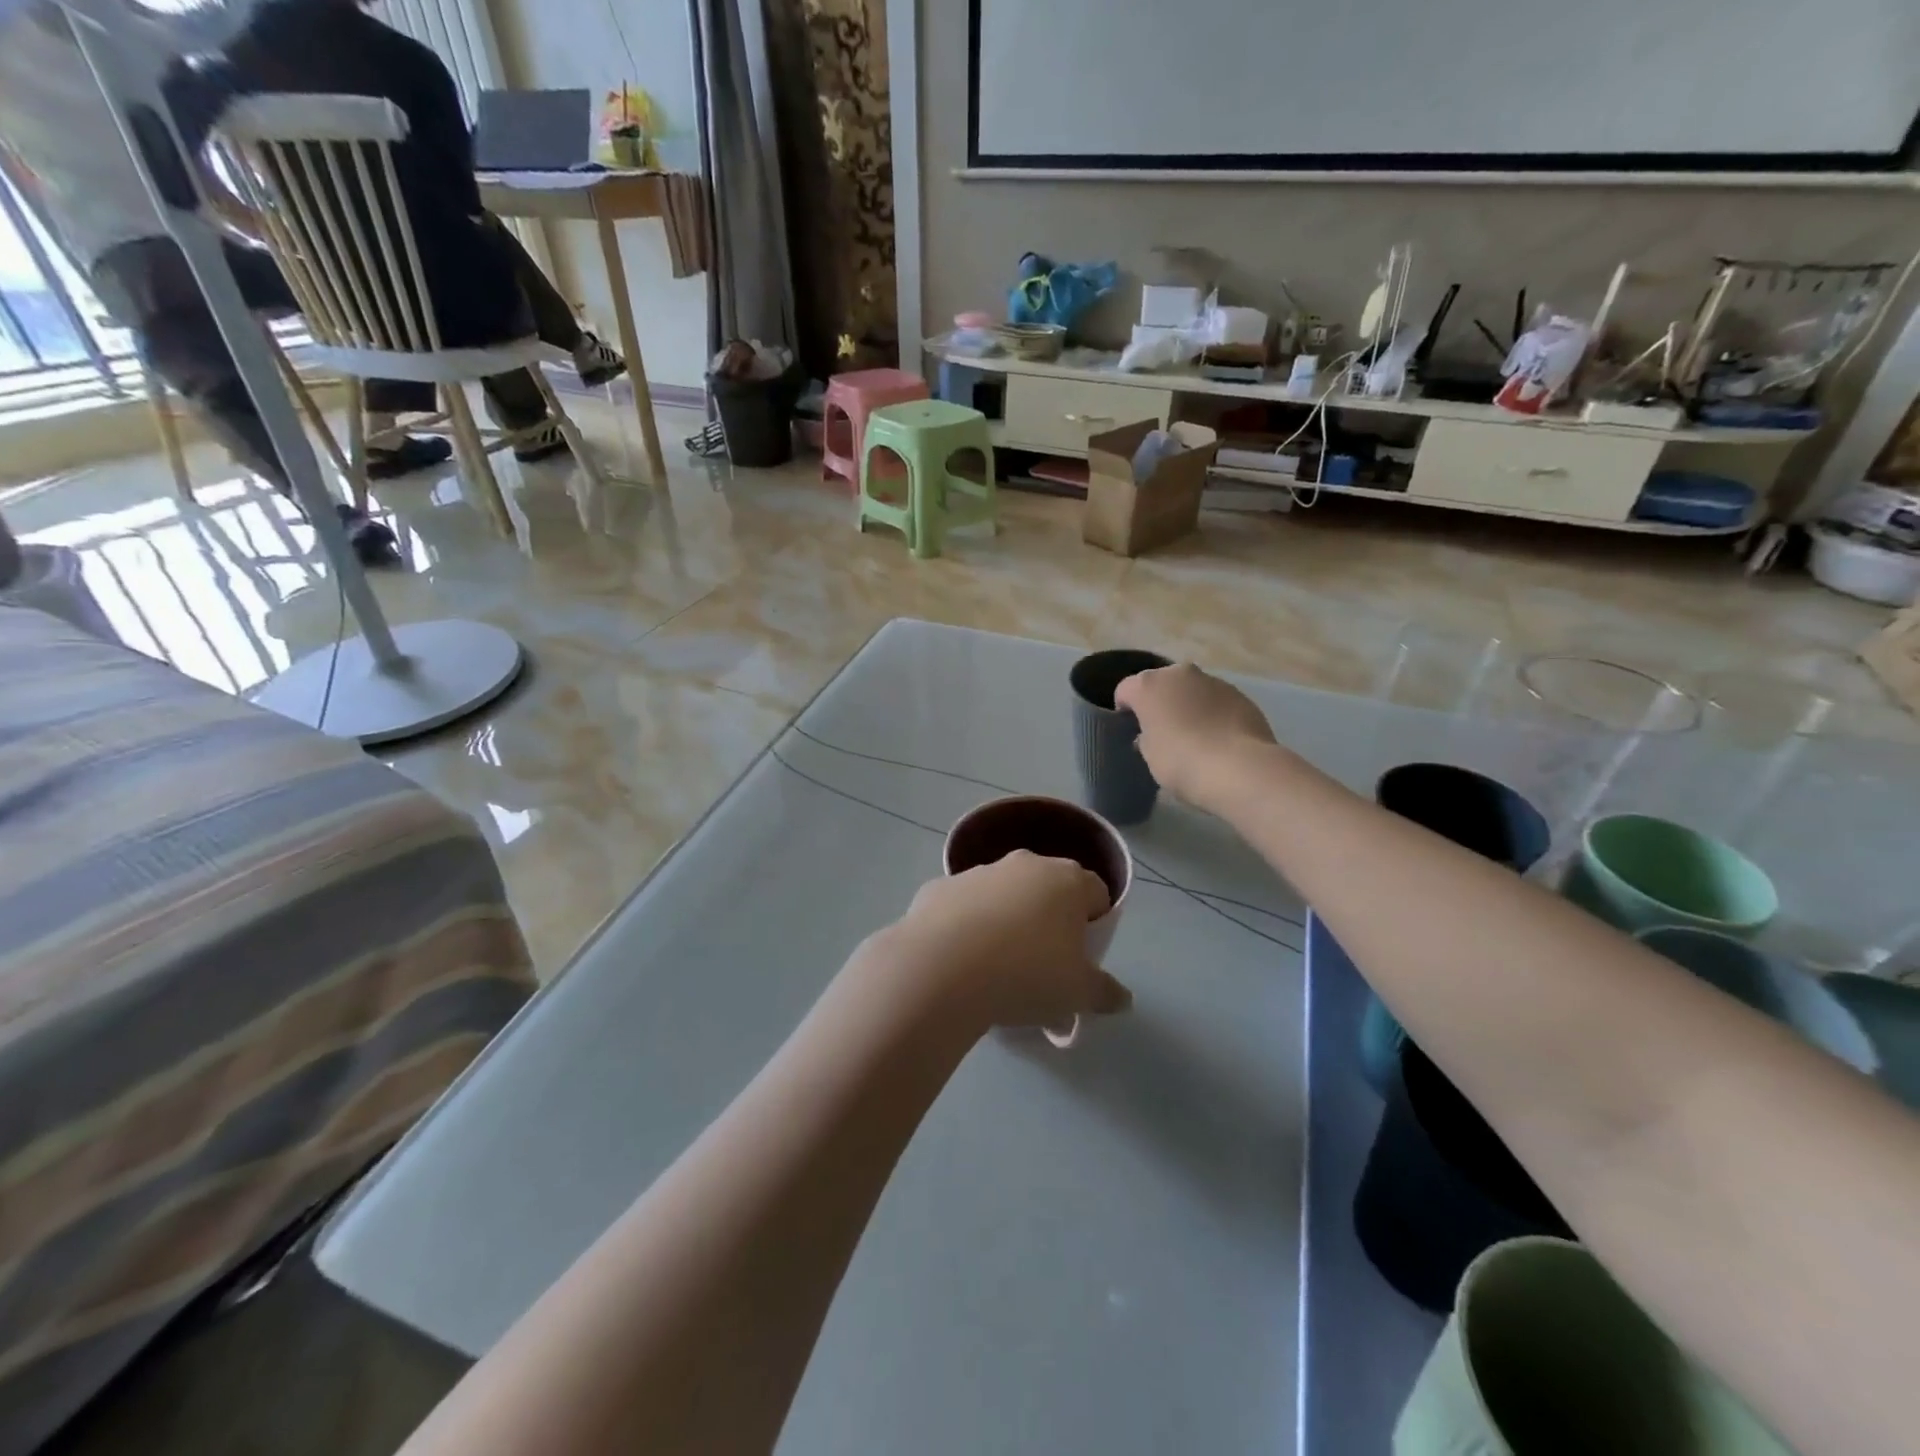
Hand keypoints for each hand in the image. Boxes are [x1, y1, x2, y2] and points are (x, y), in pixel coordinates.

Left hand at [883, 852, 1130, 1033]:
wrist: (942, 969)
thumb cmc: (1026, 974)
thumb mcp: (1077, 994)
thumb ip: (1105, 993)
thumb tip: (1123, 998)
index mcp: (1067, 881)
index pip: (1096, 891)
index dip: (1094, 922)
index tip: (1082, 955)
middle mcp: (1025, 864)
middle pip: (1048, 887)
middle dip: (1049, 917)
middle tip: (1043, 961)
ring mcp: (978, 871)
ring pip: (1003, 893)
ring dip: (1006, 918)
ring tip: (997, 965)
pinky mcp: (940, 887)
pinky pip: (963, 905)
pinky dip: (966, 924)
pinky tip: (959, 959)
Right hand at [1115, 663, 1277, 810]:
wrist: (1238, 768)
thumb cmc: (1180, 761)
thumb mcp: (1149, 755)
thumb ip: (1146, 738)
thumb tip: (1152, 734)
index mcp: (1148, 686)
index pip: (1125, 690)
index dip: (1125, 709)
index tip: (1130, 730)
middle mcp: (1179, 673)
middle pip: (1161, 684)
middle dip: (1160, 702)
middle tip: (1162, 731)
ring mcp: (1213, 681)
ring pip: (1192, 690)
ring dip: (1189, 705)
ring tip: (1195, 736)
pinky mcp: (1240, 694)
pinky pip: (1217, 701)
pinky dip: (1213, 713)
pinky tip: (1219, 739)